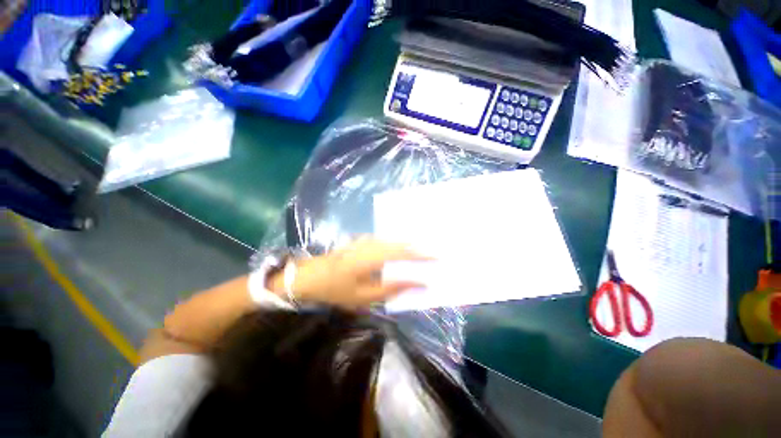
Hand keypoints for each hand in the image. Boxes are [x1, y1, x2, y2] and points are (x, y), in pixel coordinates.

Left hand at [269, 239, 430, 308]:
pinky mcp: (362, 241)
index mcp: (372, 256)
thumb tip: (416, 283)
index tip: (439, 256)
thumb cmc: (335, 290)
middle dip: (420, 247)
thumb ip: (392, 288)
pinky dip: (398, 245)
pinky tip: (404, 250)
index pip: (404, 252)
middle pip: (401, 242)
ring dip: (409, 245)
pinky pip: (386, 241)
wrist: (307, 277)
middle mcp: (371, 243)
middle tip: (436, 251)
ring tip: (425, 250)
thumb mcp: (364, 297)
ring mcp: (366, 240)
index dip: (422, 254)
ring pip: (394, 240)